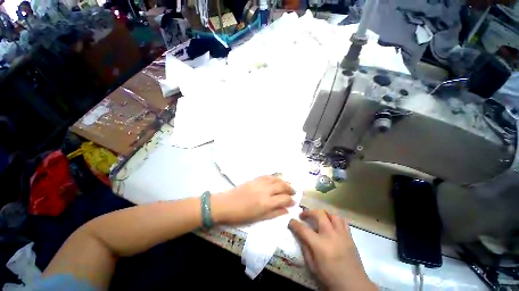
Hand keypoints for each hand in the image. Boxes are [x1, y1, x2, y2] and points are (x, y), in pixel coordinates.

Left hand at [211, 176, 295, 224]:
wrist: (226, 204)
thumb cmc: (242, 215)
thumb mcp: (259, 218)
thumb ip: (274, 213)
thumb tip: (286, 210)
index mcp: (267, 203)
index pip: (284, 199)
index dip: (291, 200)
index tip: (294, 202)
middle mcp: (265, 190)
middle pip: (282, 186)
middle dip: (290, 189)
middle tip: (294, 192)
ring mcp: (260, 183)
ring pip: (276, 179)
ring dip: (284, 181)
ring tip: (288, 184)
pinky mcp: (255, 179)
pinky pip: (267, 176)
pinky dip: (274, 177)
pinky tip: (277, 179)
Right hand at [288, 210, 376, 290]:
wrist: (353, 285)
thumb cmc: (330, 277)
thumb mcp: (312, 266)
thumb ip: (305, 248)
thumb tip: (300, 235)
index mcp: (319, 245)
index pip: (303, 229)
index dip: (294, 223)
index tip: (291, 221)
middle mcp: (330, 235)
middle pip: (319, 214)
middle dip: (308, 212)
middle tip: (304, 215)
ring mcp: (342, 234)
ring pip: (332, 214)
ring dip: (323, 213)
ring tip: (318, 217)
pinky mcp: (350, 236)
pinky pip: (343, 221)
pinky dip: (335, 219)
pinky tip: (331, 223)